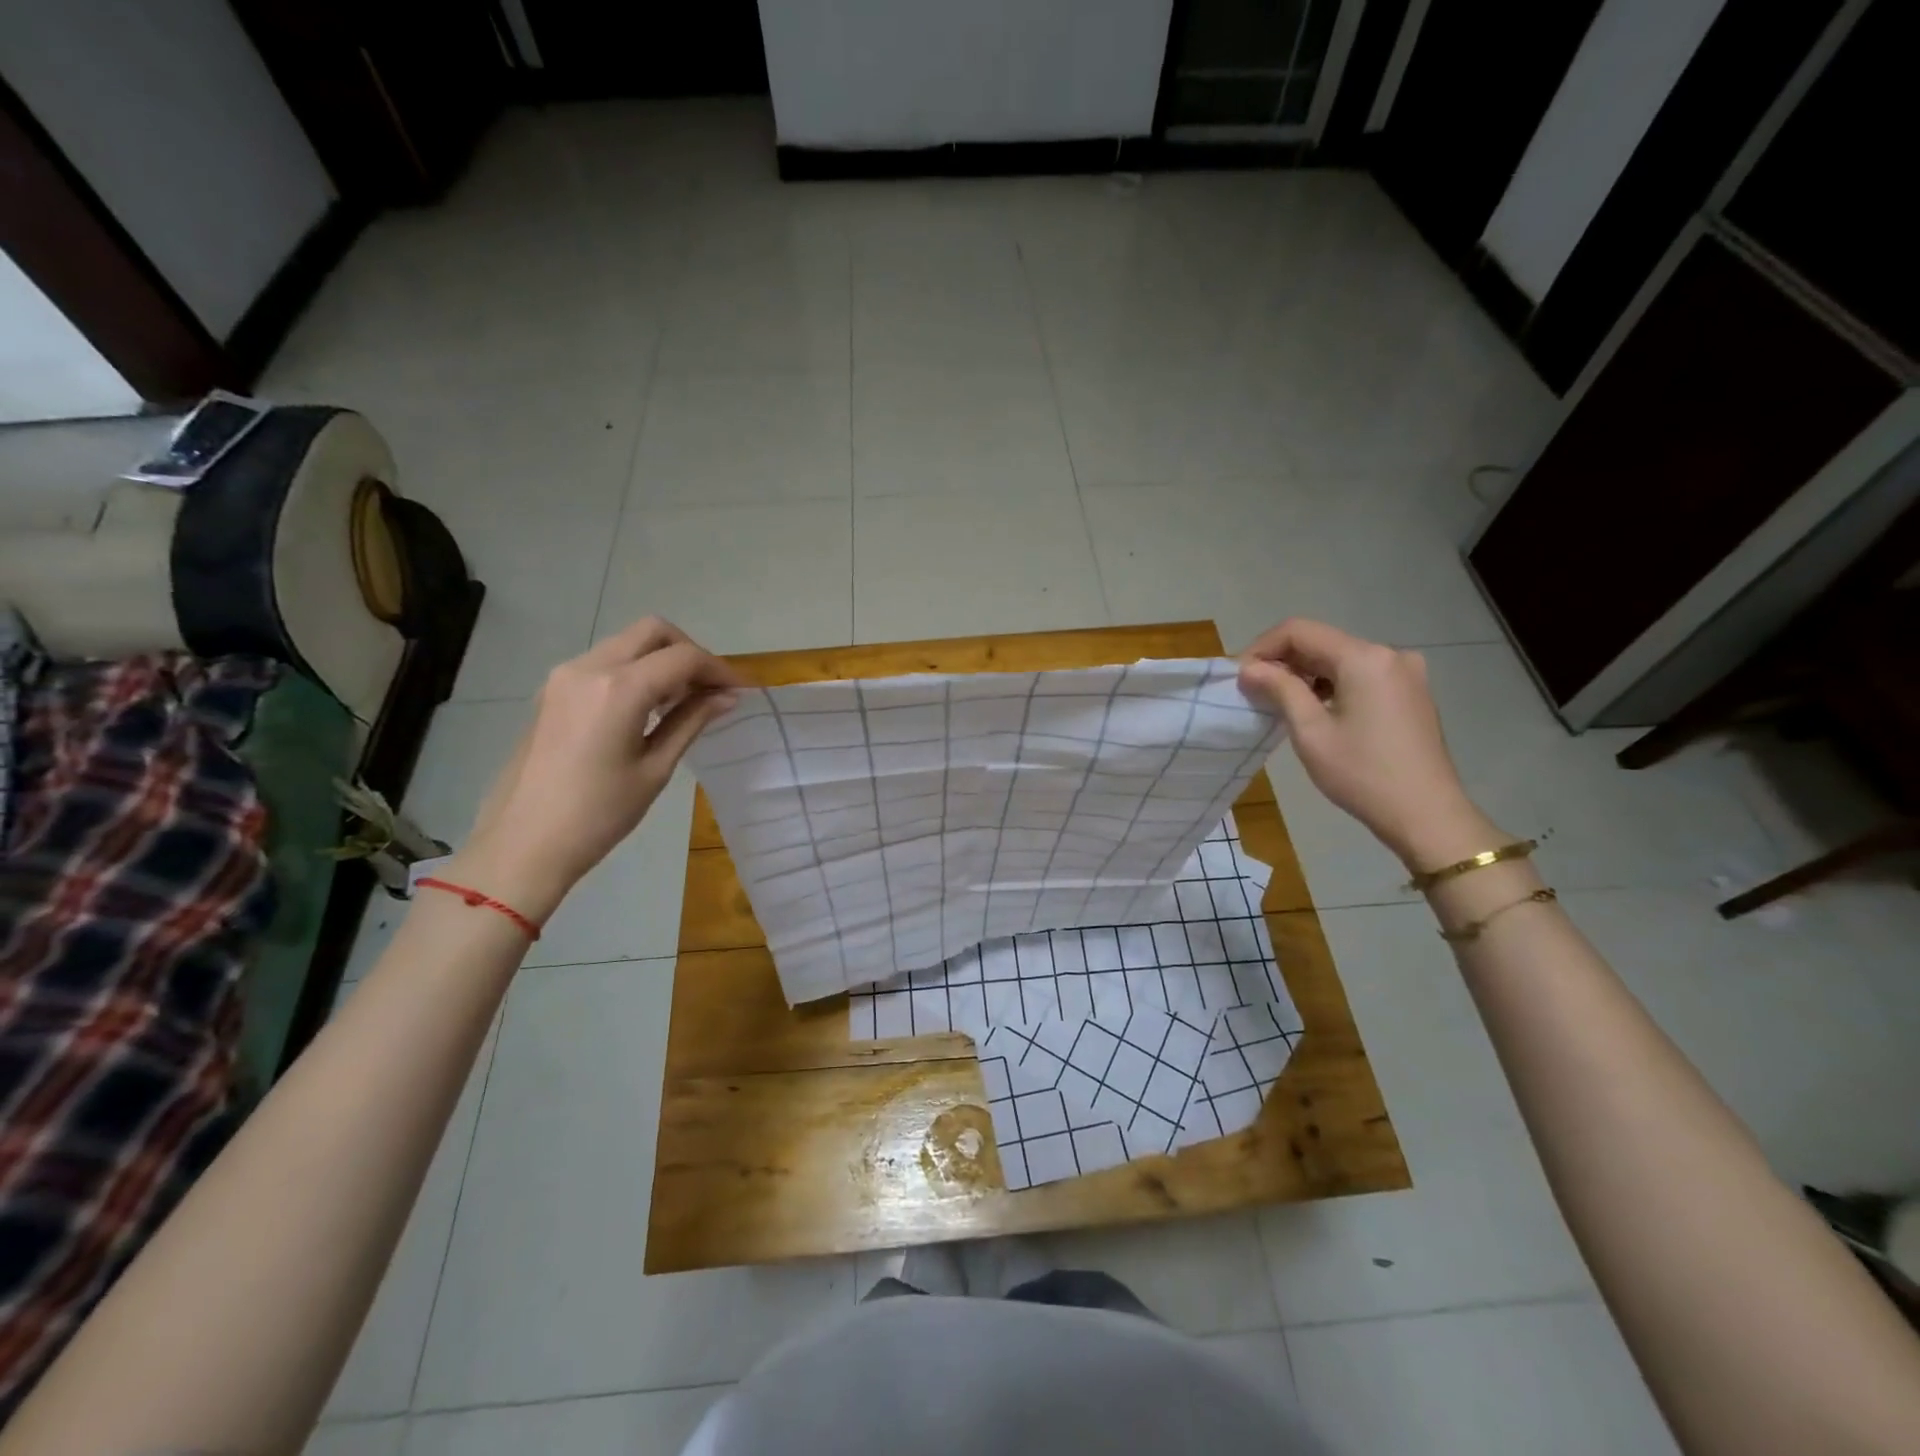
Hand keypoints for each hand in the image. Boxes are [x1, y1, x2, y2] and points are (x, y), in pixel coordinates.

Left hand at [449, 617, 743, 920]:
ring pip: (626, 643)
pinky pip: (604, 662)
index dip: (719, 669)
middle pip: (652, 631)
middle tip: (710, 688)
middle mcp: (589, 668)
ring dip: (661, 660)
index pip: (682, 658)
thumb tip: (727, 697)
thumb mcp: (655, 769)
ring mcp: (564, 676)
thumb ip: (691, 721)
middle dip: (689, 652)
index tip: (741, 691)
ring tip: (684, 701)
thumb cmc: (598, 814)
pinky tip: (648, 707)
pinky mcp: (552, 690)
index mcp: (619, 689)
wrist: (523, 843)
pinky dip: (635, 670)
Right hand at [1238, 619, 1499, 870]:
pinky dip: (1332, 683)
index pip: (1299, 631)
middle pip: (1322, 642)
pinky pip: (1361, 674)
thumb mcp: (1310, 731)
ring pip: (1340, 658)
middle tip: (1254, 691)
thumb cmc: (1362, 774)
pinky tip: (1317, 709)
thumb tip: (1248, 668)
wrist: (1426, 814)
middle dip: (1283, 661)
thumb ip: (1279, 689)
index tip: (1240, 676)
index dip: (1262, 647)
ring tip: (1281, 703)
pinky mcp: (1411, 691)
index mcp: (1364, 658)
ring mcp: (1405, 672)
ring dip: (1306, 674)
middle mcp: (1389, 654)